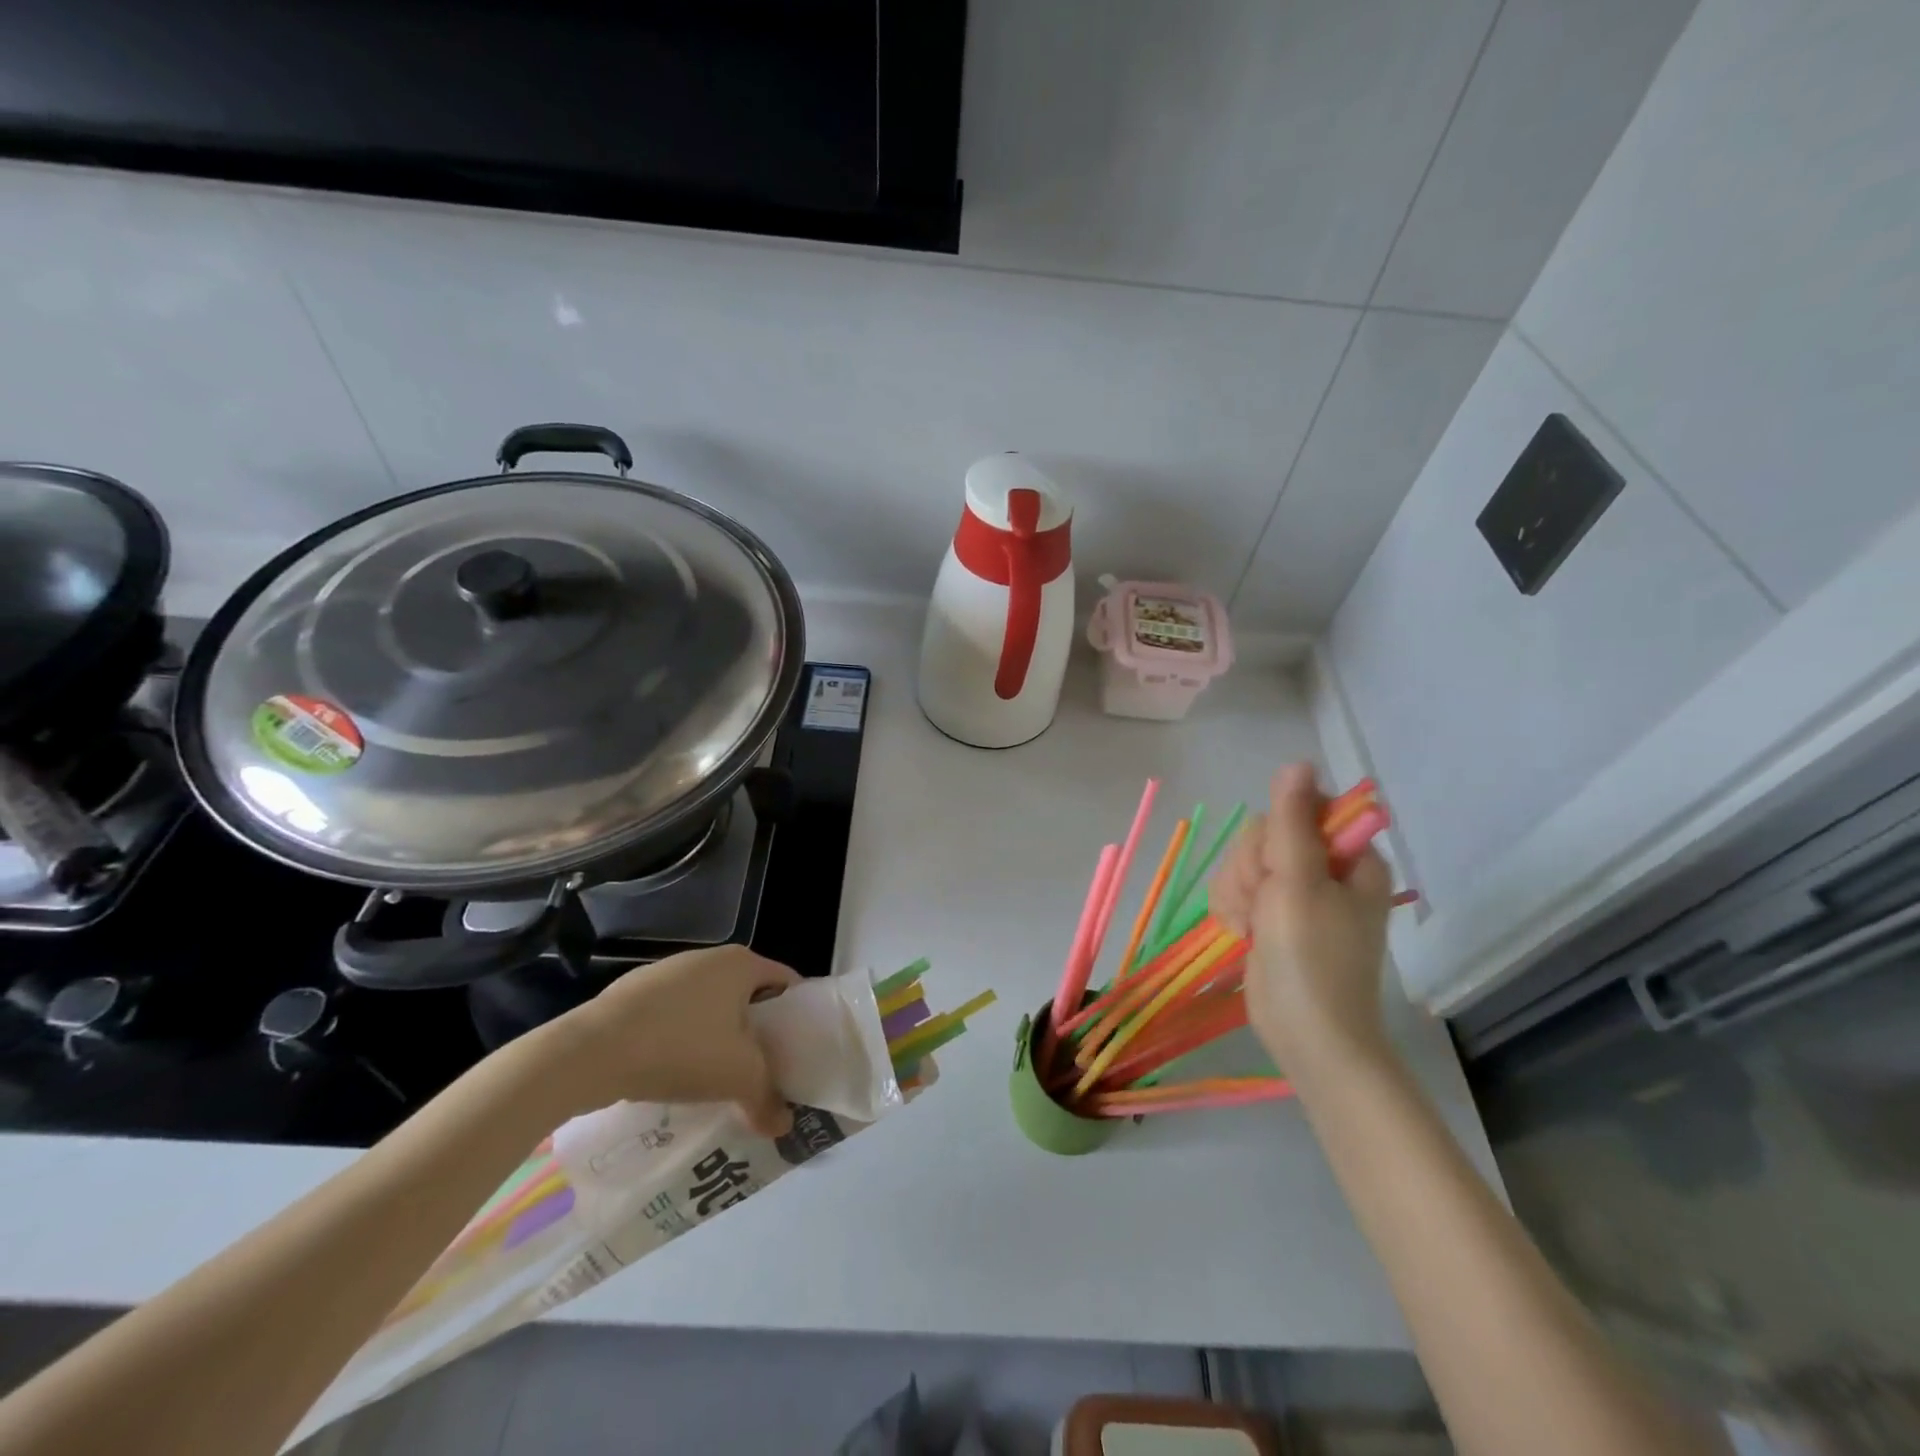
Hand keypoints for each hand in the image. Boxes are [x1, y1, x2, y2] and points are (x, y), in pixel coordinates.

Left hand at [545, 946, 799, 1135]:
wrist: (589, 1052)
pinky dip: (682, 1040)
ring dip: (718, 1039)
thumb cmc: (680, 1049)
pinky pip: (674, 1016)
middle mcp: (709, 958)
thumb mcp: (737, 1078)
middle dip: (756, 1034)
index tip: (797, 1054)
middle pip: (748, 996)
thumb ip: (768, 1098)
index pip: (787, 982)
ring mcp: (668, 972)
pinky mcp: (634, 992)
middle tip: (761, 1073)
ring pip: (710, 1007)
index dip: (797, 1018)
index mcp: (741, 963)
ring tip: (717, 1080)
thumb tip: (784, 1125)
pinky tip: (672, 1073)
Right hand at [1210, 763, 1395, 1081]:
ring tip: (1252, 927)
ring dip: (1237, 892)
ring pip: (1243, 862)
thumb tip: (1297, 763)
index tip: (1277, 867)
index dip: (1276, 831)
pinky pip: (1236, 888)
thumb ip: (1292, 821)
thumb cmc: (1311, 959)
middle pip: (1264, 834)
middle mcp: (1324, 868)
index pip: (1299, 807)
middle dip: (1251, 869)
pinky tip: (1241, 933)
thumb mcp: (1298, 883)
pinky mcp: (1271, 915)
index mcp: (1348, 855)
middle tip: (1263, 905)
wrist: (1308, 1036)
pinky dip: (1231, 909)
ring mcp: (1296, 893)